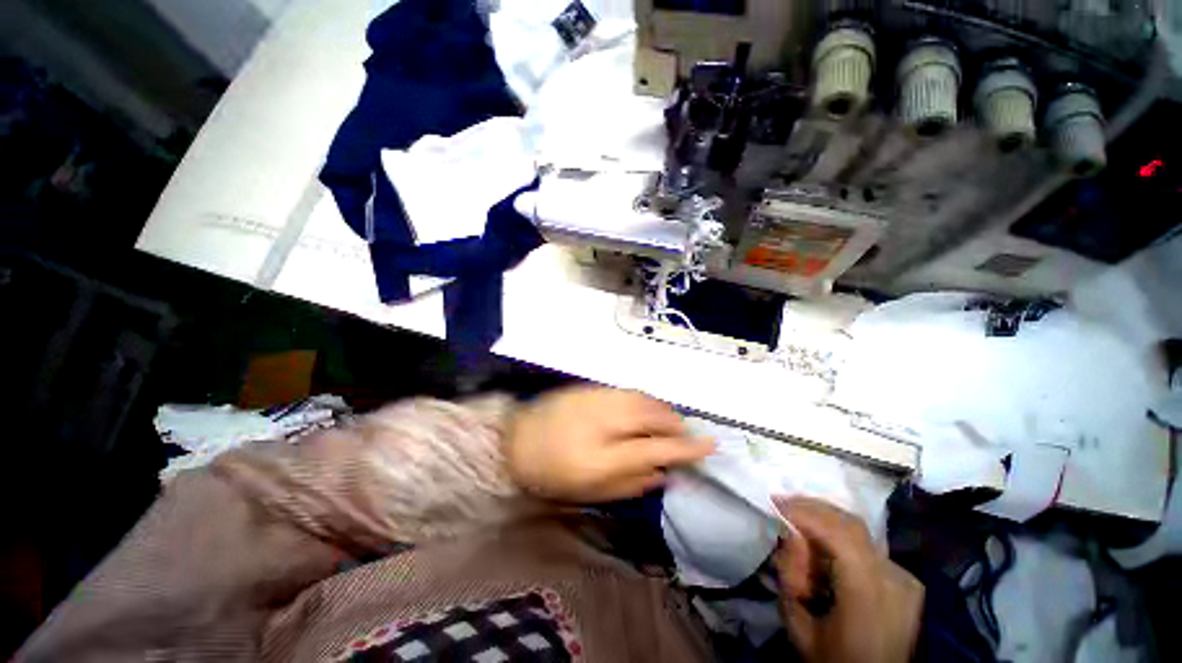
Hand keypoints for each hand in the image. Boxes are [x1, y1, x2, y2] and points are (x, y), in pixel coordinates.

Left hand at [506, 386, 714, 502]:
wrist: (517, 440)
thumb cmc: (553, 474)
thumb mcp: (592, 491)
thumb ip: (633, 483)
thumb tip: (664, 472)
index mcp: (602, 456)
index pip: (656, 448)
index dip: (687, 447)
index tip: (711, 445)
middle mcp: (604, 421)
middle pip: (653, 416)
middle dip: (676, 424)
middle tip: (685, 434)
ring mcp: (597, 399)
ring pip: (644, 399)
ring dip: (663, 409)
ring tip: (670, 421)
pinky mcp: (591, 388)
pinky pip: (629, 391)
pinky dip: (646, 399)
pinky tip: (647, 408)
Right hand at [774, 497, 923, 662]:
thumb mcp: (802, 632)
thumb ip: (790, 582)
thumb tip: (790, 541)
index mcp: (869, 591)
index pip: (837, 533)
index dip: (804, 511)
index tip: (774, 502)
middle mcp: (892, 576)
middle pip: (849, 524)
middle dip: (812, 508)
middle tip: (783, 505)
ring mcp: (903, 577)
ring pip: (857, 532)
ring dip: (824, 522)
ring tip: (798, 526)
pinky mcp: (905, 581)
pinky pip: (866, 547)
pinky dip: (839, 538)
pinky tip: (822, 547)